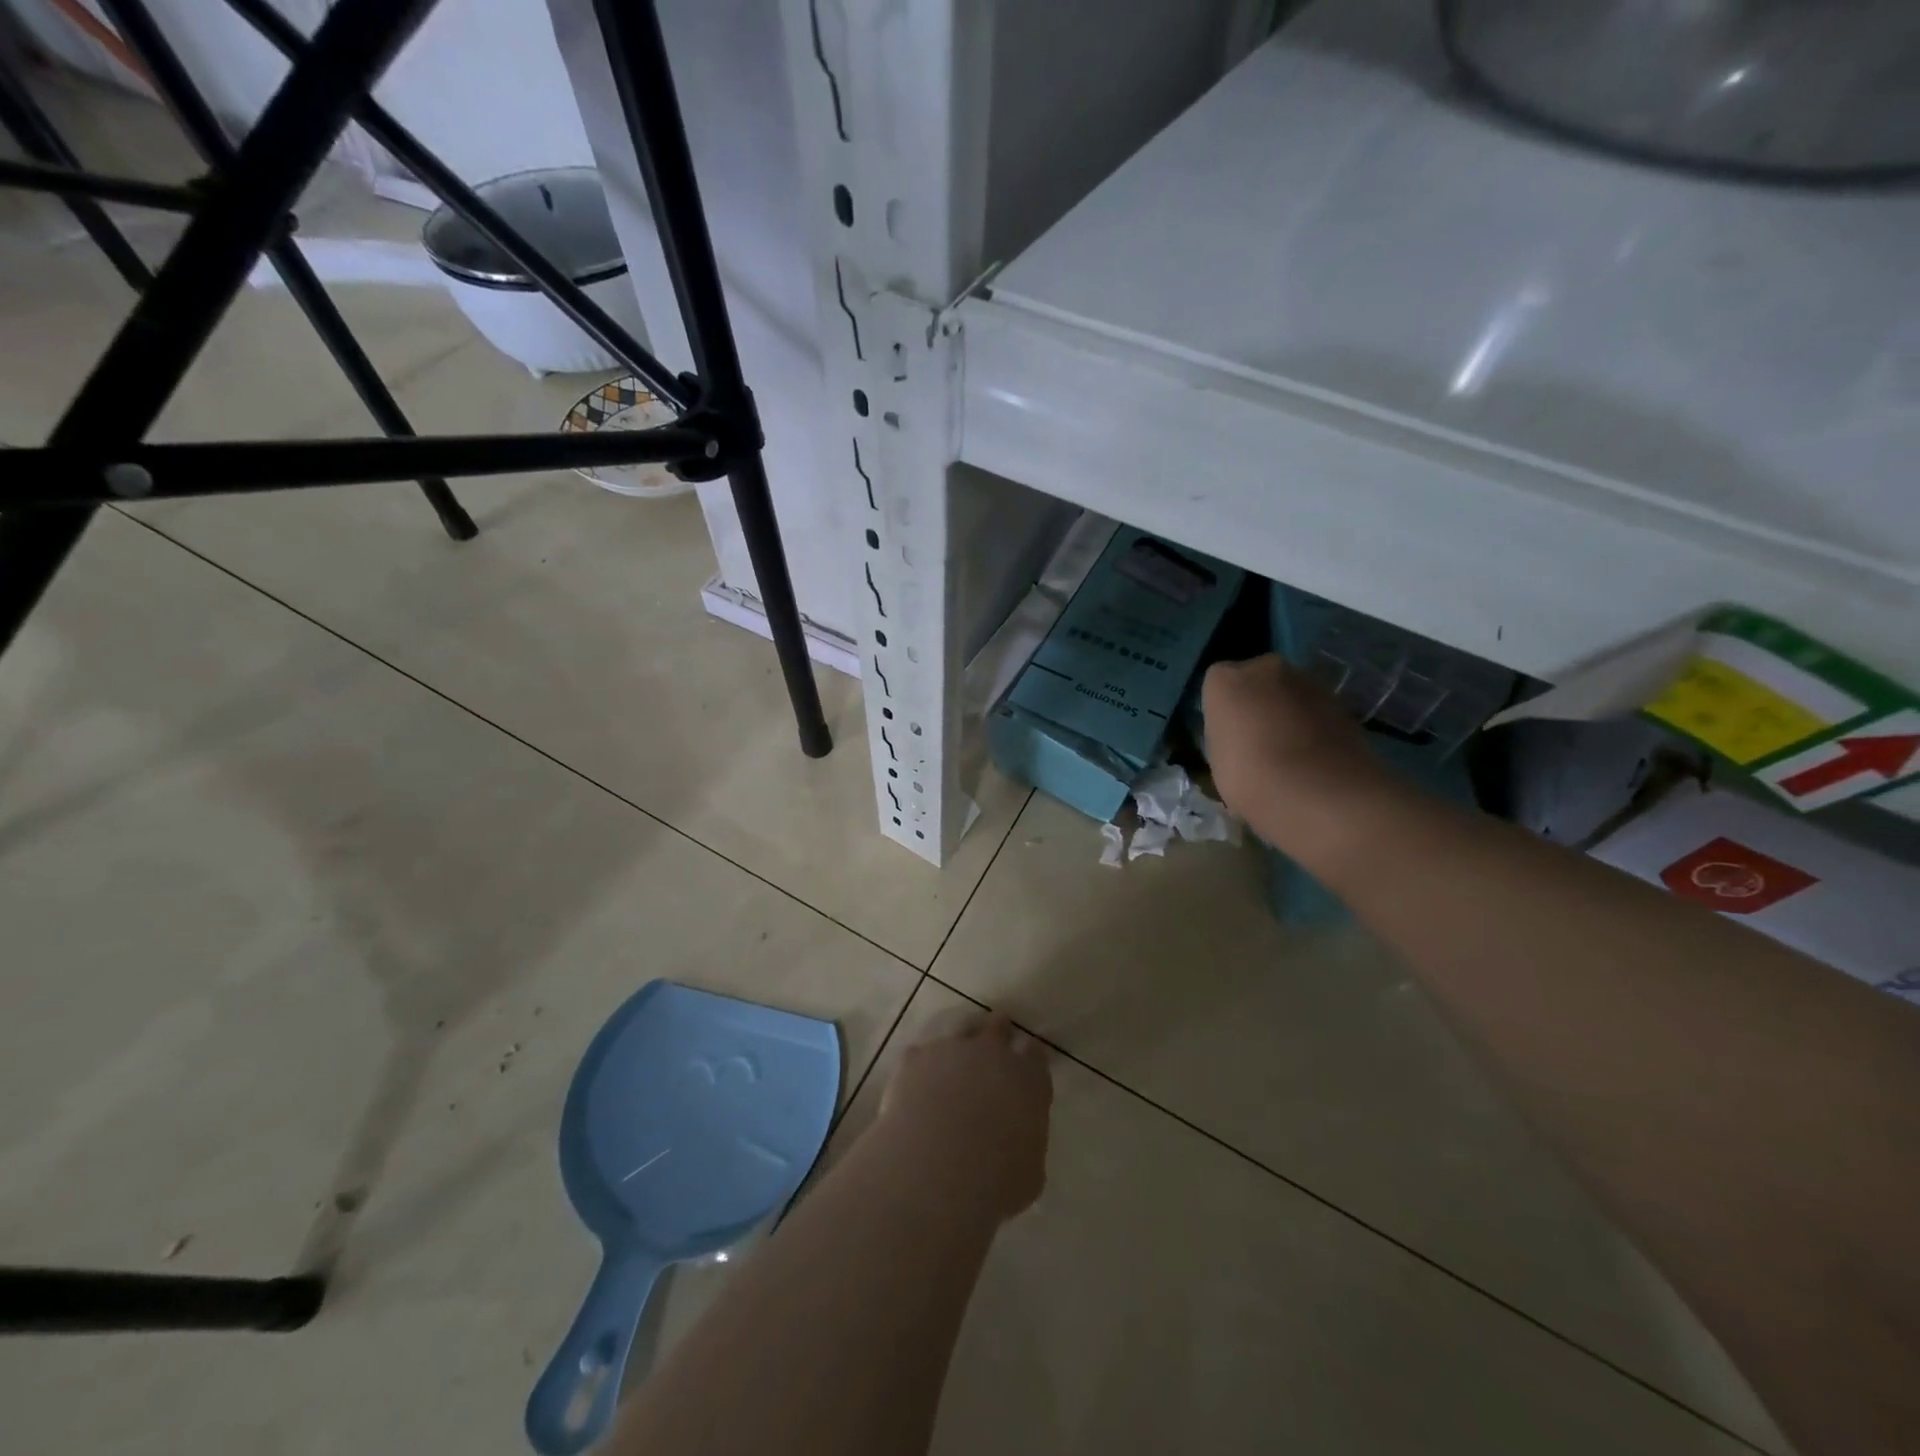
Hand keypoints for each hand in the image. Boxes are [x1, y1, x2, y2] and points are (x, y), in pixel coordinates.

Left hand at [880, 1013, 1051, 1219]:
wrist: (937, 1168)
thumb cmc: (996, 1180)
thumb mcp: (1029, 1173)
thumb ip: (1026, 1144)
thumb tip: (1016, 1142)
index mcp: (1029, 1080)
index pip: (1035, 1055)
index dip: (1030, 1057)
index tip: (1026, 1061)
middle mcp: (993, 1053)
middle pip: (997, 1029)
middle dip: (997, 1032)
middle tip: (993, 1041)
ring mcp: (952, 1049)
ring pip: (959, 1034)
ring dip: (959, 1047)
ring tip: (951, 1068)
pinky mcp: (916, 1058)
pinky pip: (921, 1056)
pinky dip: (921, 1069)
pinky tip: (915, 1088)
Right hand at [1201, 654, 1388, 852]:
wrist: (1319, 793)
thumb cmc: (1249, 777)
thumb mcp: (1217, 758)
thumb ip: (1225, 735)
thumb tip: (1238, 736)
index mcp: (1226, 679)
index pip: (1217, 682)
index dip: (1223, 708)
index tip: (1227, 734)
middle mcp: (1267, 668)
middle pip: (1258, 680)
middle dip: (1258, 702)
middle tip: (1257, 740)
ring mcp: (1309, 682)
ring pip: (1290, 694)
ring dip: (1288, 713)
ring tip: (1289, 754)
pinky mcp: (1342, 703)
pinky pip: (1317, 711)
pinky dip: (1314, 727)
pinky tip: (1314, 758)